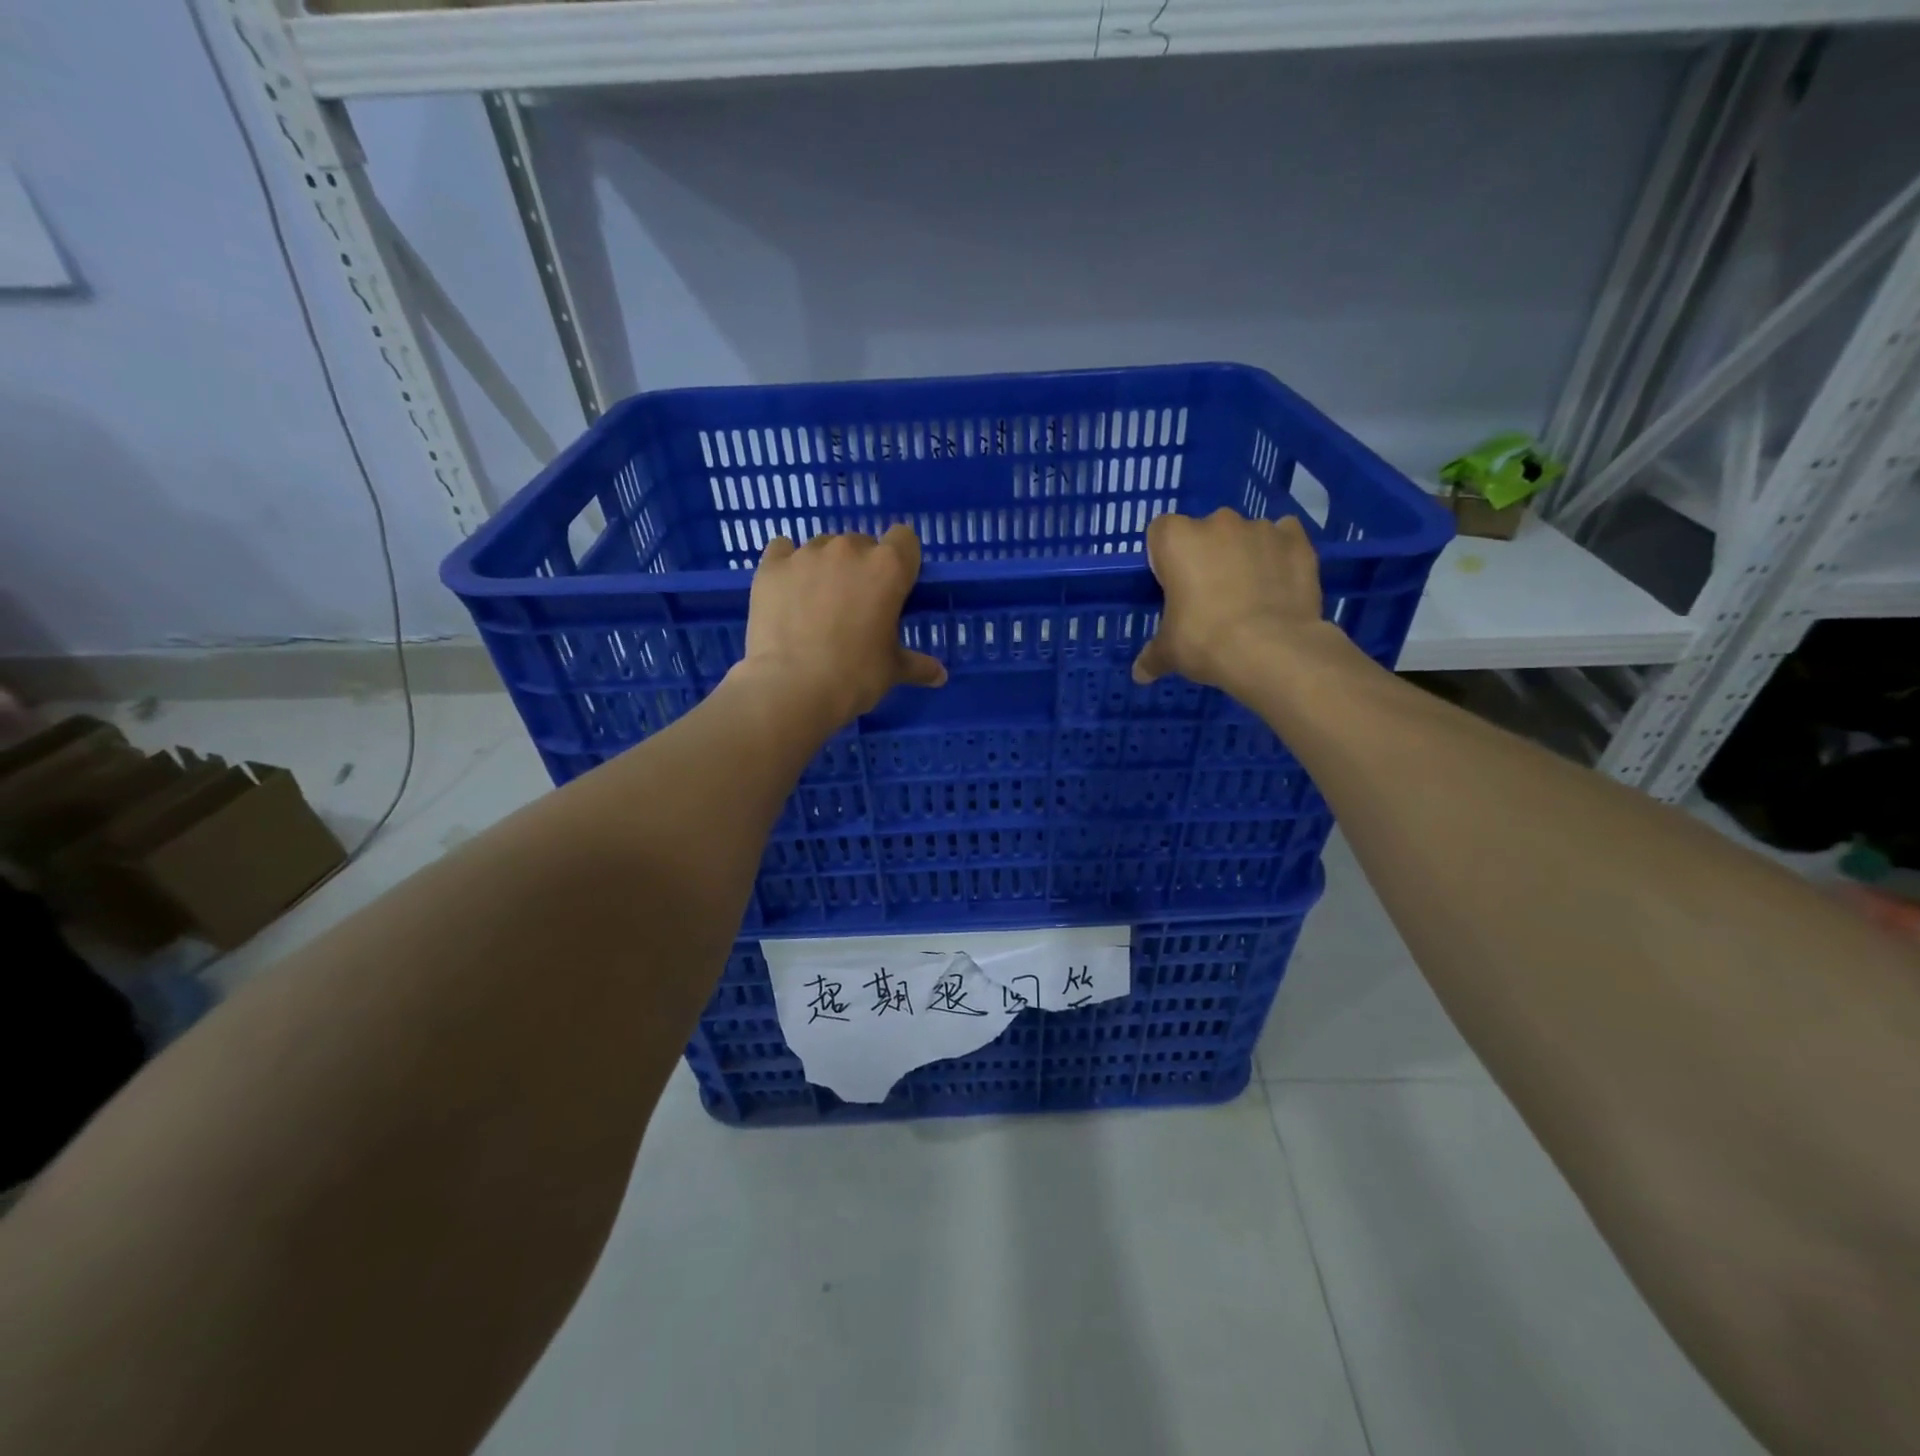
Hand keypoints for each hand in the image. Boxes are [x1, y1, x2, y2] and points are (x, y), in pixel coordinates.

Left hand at [738, 525, 946, 728]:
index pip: (905, 539)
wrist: (792, 687)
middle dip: (861, 568)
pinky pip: (782, 550)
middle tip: (854, 606)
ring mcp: (807, 554)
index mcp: (888, 568)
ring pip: (822, 547)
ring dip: (825, 567)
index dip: (901, 561)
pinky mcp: (771, 566)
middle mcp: (849, 549)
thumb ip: (917, 665)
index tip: (894, 588)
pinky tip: (787, 591)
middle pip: (862, 544)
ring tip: (816, 604)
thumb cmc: (855, 676)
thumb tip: (940, 675)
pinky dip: (787, 566)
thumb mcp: (893, 671)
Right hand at [1131, 508, 1326, 690]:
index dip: (1166, 558)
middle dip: (1206, 556)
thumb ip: (1152, 656)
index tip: (1172, 585)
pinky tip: (1279, 583)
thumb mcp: (1169, 653)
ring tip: (1250, 596)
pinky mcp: (1296, 541)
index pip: (1161, 532)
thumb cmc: (1204, 641)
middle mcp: (1217, 523)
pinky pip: (1284, 539)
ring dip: (1244, 556)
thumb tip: (1140, 674)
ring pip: (1245, 536)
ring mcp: (1261, 528)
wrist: (1271, 650)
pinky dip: (1280, 555)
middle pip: (1205, 532)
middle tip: (1209, 596)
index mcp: (1177, 539)